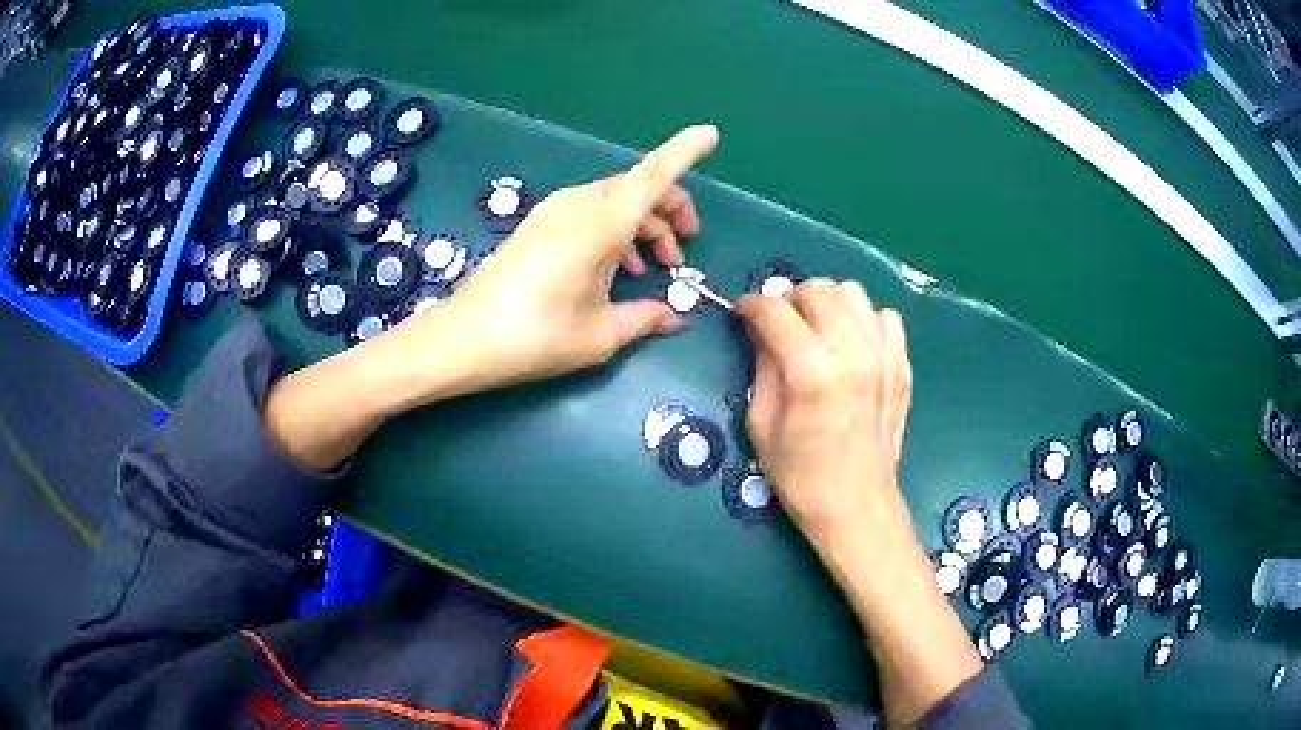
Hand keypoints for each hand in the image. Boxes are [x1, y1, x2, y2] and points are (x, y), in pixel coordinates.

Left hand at [419, 124, 719, 387]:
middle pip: (638, 189)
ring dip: (642, 226)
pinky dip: (613, 231)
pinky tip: (614, 270)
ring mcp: (555, 212)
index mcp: (604, 222)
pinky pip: (590, 213)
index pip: (654, 174)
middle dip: (669, 212)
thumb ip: (646, 318)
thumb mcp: (602, 334)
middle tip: (682, 252)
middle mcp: (581, 205)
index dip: (685, 152)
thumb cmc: (538, 334)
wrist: (464, 337)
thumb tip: (675, 316)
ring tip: (652, 268)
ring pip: (614, 202)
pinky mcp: (538, 225)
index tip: (711, 134)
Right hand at [736, 280, 912, 554]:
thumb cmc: (800, 474)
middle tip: (780, 323)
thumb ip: (762, 366)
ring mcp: (883, 355)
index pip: (775, 311)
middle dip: (790, 299)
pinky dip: (863, 320)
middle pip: (817, 290)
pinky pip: (884, 316)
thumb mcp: (761, 424)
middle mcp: (851, 353)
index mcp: (810, 372)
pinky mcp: (902, 364)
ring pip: (852, 293)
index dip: (752, 305)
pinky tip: (851, 344)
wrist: (856, 505)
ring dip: (827, 303)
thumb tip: (760, 329)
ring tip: (816, 329)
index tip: (743, 313)